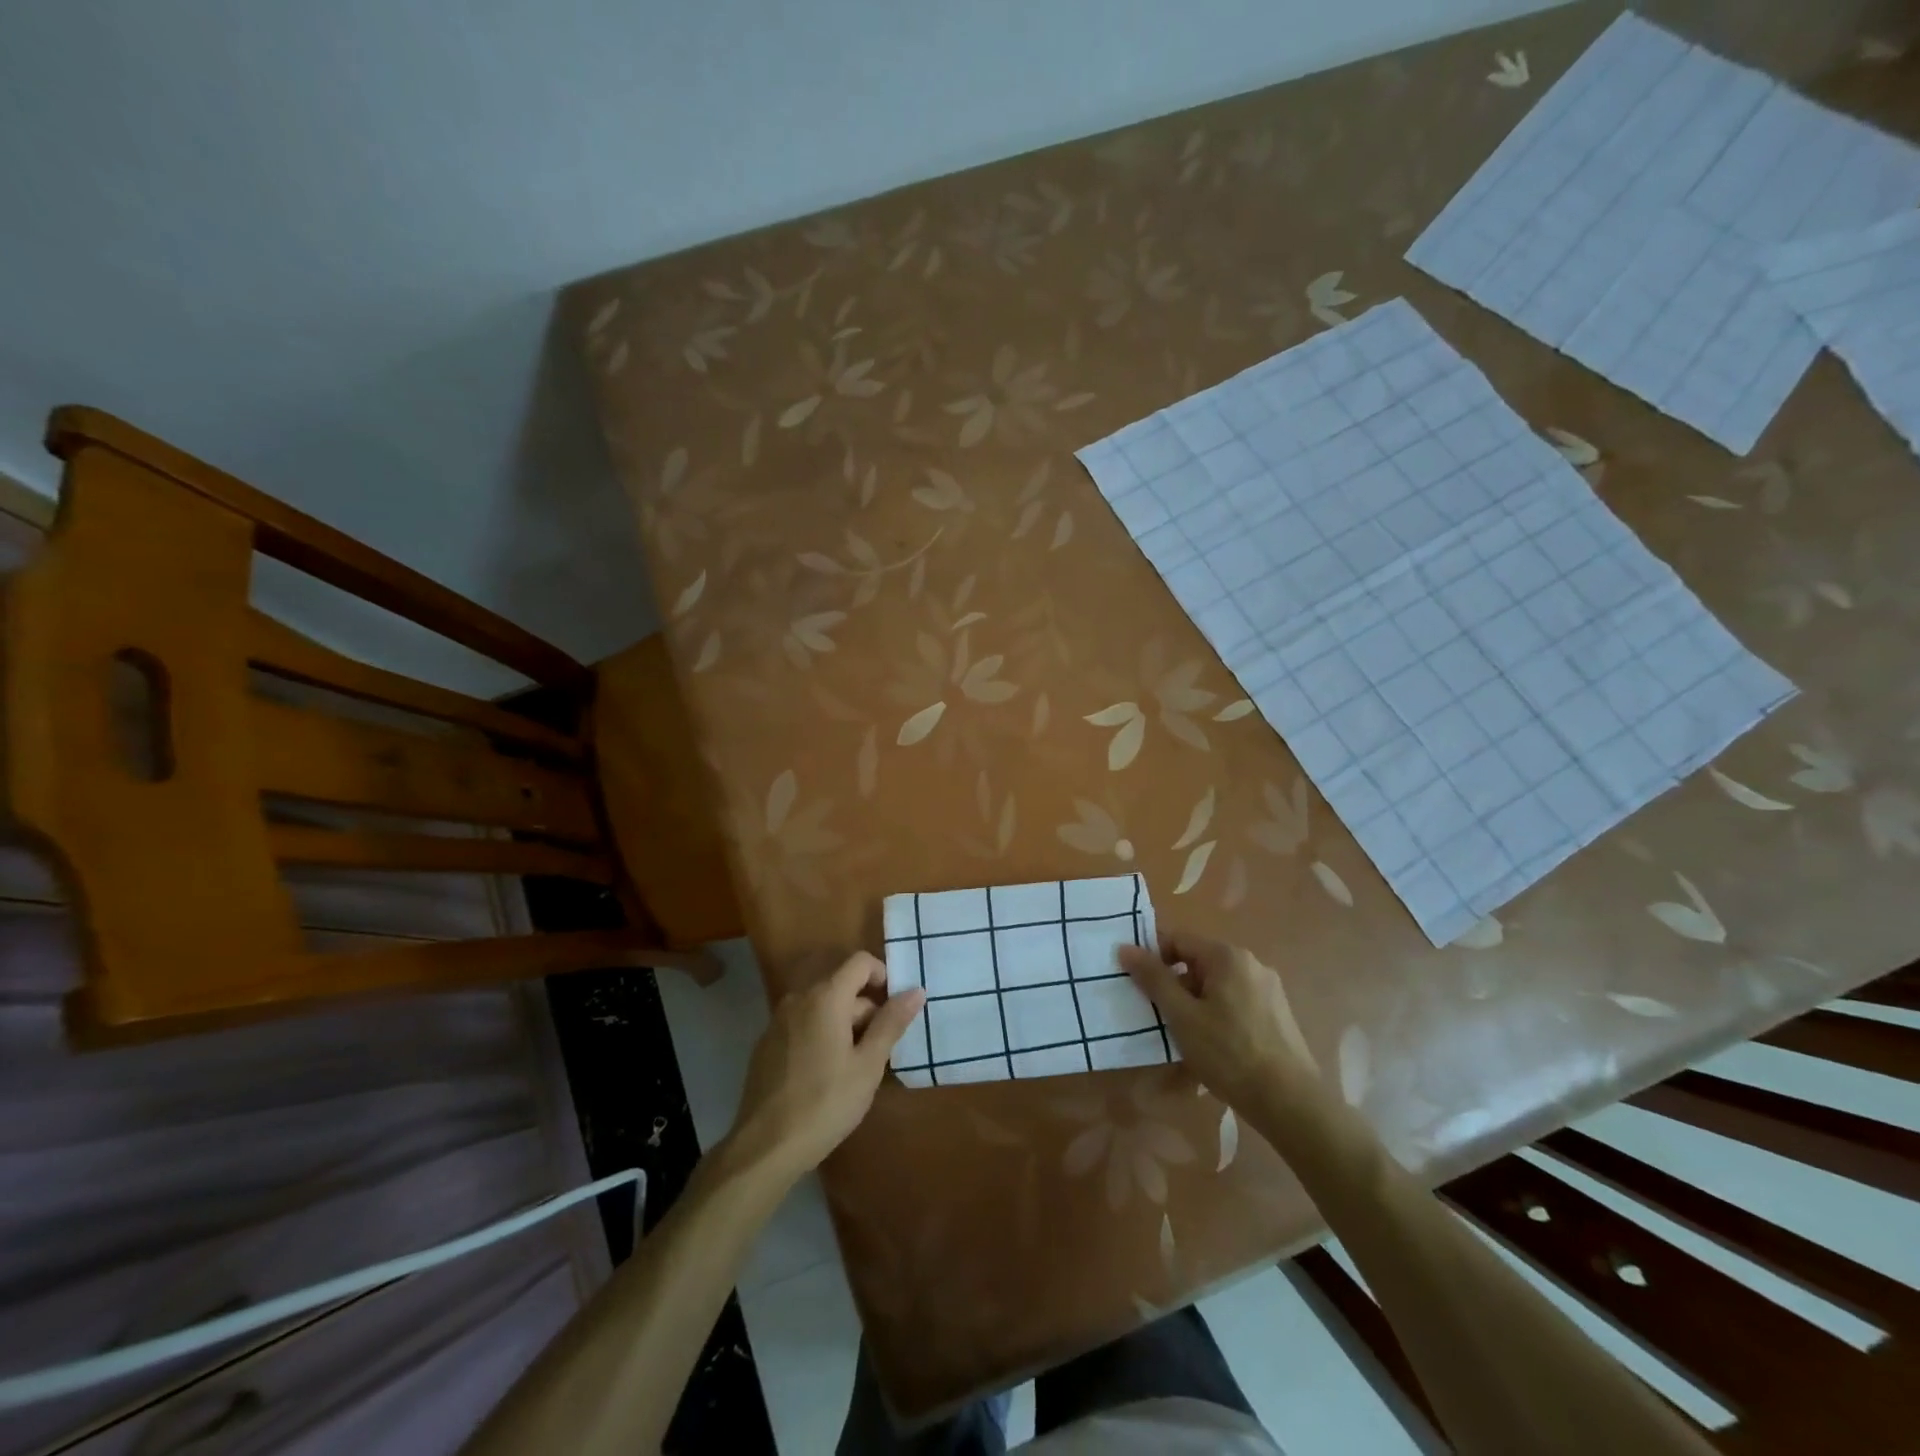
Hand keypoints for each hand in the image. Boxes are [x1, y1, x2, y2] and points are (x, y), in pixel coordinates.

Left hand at [729, 952, 924, 1179]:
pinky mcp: (766, 1044)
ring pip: (823, 1008)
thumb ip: (891, 1023)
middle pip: (842, 986)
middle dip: (866, 1011)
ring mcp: (778, 1021)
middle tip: (880, 1051)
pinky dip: (821, 1036)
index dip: (883, 976)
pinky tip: (826, 1075)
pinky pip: (803, 1025)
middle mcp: (799, 998)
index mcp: (825, 997)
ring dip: (845, 1025)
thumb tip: (915, 990)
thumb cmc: (825, 1103)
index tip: (895, 1010)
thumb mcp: (868, 1065)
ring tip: (856, 1067)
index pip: (860, 962)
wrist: (765, 1147)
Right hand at [1118, 932, 1316, 1110]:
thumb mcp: (1182, 1016)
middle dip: (1175, 983)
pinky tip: (1214, 1045)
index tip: (1138, 985)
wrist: (1290, 1103)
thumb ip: (1153, 979)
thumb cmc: (1229, 1054)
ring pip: (1217, 984)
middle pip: (1198, 961)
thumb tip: (1125, 947)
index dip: (1153, 958)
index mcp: (1227, 956)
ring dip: (1195, 1001)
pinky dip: (1217, 1014)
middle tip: (1160, 1014)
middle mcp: (1251, 963)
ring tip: (1185, 1034)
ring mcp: (1268, 989)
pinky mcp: (1277, 1013)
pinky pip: (1236, 1001)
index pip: (1178, 940)